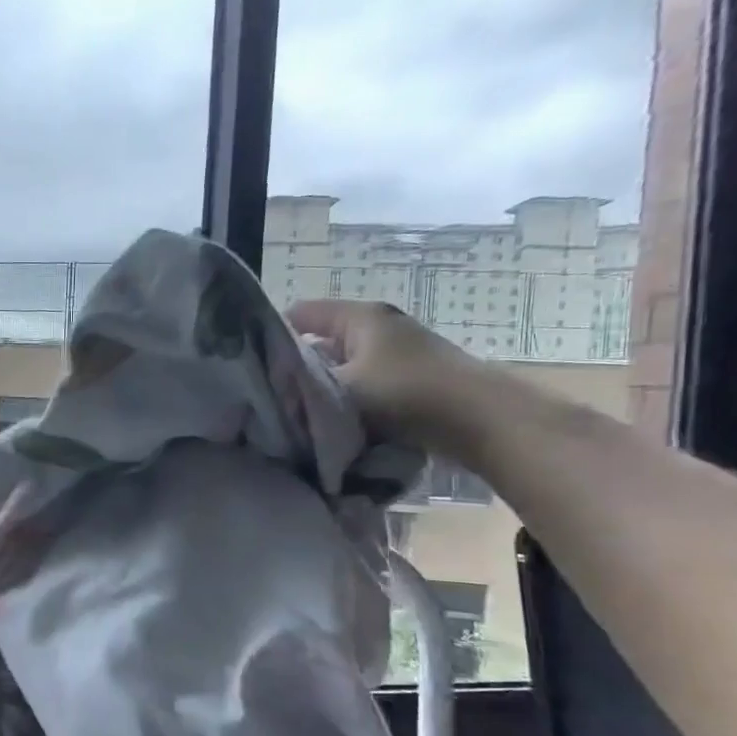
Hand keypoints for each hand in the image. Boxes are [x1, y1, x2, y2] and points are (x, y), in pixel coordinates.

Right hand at [287, 299, 503, 457]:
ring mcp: (399, 351)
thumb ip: (299, 388)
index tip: (252, 365)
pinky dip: (349, 398)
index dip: (272, 335)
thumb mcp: (340, 390)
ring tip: (300, 411)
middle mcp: (378, 326)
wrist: (483, 420)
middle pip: (320, 340)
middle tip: (272, 394)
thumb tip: (268, 392)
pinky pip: (364, 382)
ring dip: (323, 386)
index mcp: (359, 317)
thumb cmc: (406, 394)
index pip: (299, 314)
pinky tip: (337, 421)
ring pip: (342, 364)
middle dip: (296, 365)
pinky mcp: (412, 377)